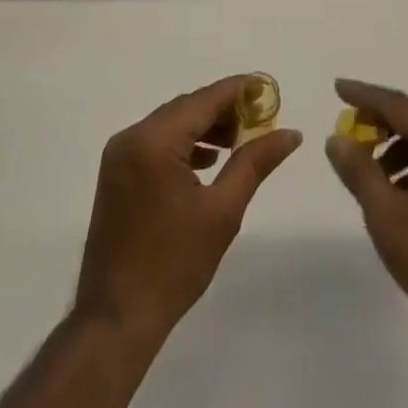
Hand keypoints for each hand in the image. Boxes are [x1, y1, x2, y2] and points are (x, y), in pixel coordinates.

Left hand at [75, 75, 302, 343]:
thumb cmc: (174, 264)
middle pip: (186, 108)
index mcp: (155, 140)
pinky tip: (207, 162)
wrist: (117, 319)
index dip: (239, 90)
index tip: (268, 89)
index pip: (204, 99)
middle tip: (259, 121)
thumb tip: (290, 133)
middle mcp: (132, 136)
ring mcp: (119, 154)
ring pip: (170, 124)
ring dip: (204, 127)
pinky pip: (155, 142)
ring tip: (238, 142)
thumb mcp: (223, 211)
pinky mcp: (116, 173)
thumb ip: (255, 162)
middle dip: (223, 110)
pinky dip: (183, 144)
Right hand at [325, 79, 407, 341]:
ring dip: (401, 137)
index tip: (337, 88)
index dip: (366, 95)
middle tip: (355, 128)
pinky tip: (400, 189)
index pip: (399, 104)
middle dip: (385, 114)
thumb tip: (337, 139)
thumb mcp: (387, 216)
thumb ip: (359, 171)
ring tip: (373, 167)